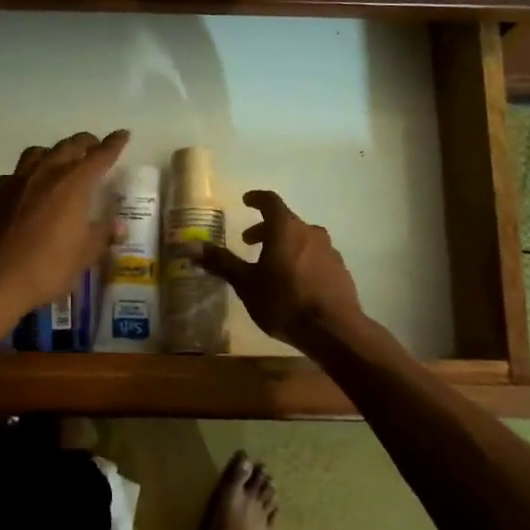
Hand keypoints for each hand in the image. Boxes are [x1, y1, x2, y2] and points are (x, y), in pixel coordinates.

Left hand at [0, 131, 129, 319]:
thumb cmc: (48, 267)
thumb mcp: (85, 255)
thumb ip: (103, 234)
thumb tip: (118, 225)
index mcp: (74, 183)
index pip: (100, 155)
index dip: (114, 144)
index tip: (123, 134)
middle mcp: (47, 172)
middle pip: (70, 146)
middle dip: (86, 143)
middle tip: (95, 147)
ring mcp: (19, 179)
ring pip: (40, 152)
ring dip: (56, 152)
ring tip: (62, 161)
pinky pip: (18, 172)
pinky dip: (30, 172)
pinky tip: (30, 186)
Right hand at [197, 191, 365, 350]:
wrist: (333, 330)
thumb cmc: (284, 301)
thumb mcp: (246, 283)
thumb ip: (220, 262)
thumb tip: (189, 245)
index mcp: (286, 228)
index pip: (270, 201)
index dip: (256, 199)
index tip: (246, 201)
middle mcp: (310, 232)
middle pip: (286, 222)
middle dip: (265, 229)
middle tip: (249, 243)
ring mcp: (329, 250)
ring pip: (302, 239)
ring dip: (284, 245)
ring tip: (271, 266)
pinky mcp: (340, 270)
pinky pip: (316, 257)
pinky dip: (301, 260)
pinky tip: (295, 282)